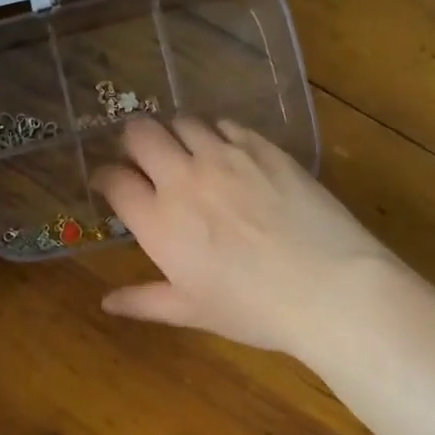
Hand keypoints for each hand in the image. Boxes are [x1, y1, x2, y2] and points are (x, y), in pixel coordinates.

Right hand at [91, 117, 398, 356]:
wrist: (329, 287)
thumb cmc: (253, 308)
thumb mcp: (192, 312)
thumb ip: (144, 301)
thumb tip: (106, 302)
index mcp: (159, 222)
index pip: (114, 181)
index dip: (104, 178)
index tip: (109, 185)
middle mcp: (184, 179)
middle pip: (140, 134)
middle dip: (132, 143)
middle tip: (142, 159)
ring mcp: (225, 157)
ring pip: (183, 122)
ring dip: (175, 135)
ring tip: (184, 152)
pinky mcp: (263, 148)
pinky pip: (227, 125)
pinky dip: (216, 134)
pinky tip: (227, 152)